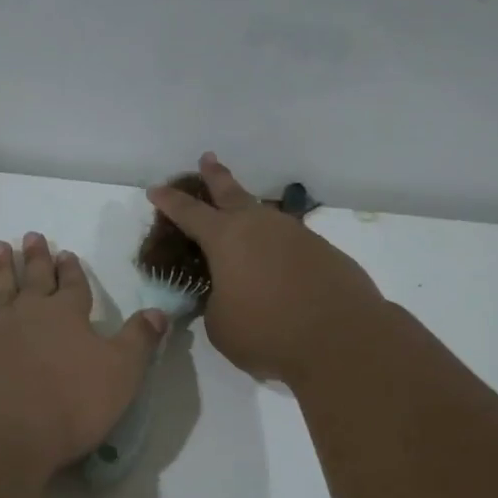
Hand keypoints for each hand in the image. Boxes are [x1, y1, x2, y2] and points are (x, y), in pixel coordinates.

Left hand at [0, 233, 167, 470]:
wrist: (3, 432)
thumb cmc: (71, 403)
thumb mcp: (122, 373)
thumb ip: (139, 340)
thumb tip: (158, 311)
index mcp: (68, 313)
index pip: (73, 284)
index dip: (71, 269)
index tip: (66, 252)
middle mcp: (31, 311)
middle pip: (34, 276)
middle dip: (36, 256)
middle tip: (31, 235)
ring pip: (0, 286)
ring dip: (2, 266)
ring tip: (0, 246)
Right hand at [148, 153, 385, 384]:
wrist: (342, 338)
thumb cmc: (267, 331)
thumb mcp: (220, 323)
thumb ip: (216, 302)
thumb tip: (227, 295)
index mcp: (226, 239)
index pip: (189, 213)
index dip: (169, 201)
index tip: (155, 189)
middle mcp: (260, 226)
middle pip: (232, 192)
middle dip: (215, 176)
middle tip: (207, 158)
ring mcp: (296, 235)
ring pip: (265, 216)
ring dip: (250, 214)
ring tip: (242, 220)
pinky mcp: (324, 252)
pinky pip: (290, 243)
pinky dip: (277, 249)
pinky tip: (277, 265)